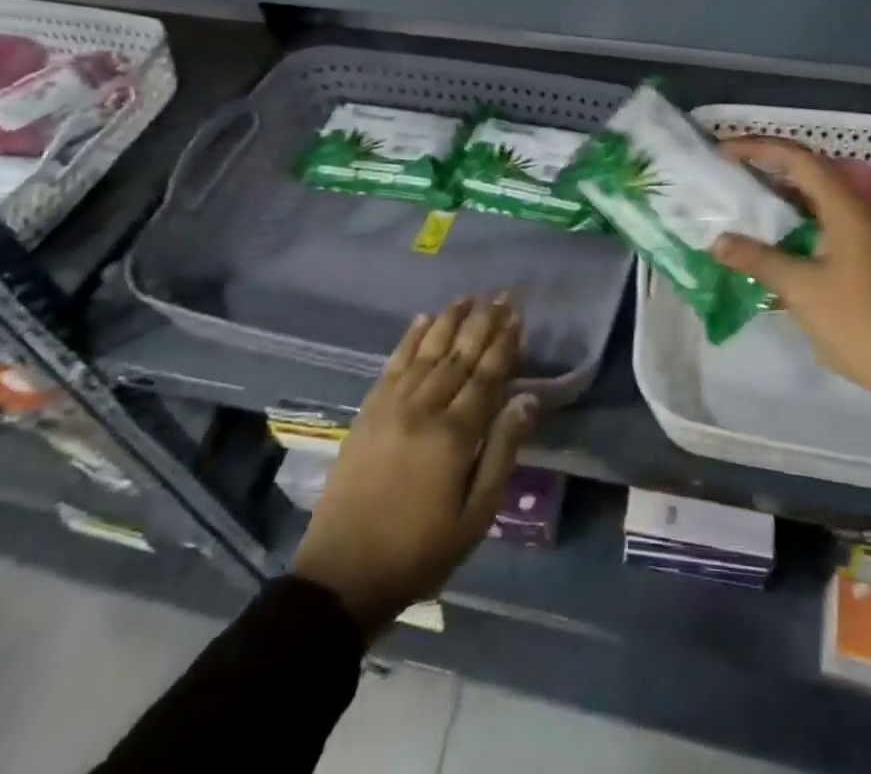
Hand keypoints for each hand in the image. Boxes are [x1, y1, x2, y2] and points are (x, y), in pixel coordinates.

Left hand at [293, 295, 538, 639]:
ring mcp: (391, 407)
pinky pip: (393, 365)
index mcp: (454, 435)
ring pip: (427, 352)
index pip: (486, 376)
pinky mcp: (367, 413)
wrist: (342, 576)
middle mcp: (424, 409)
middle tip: (501, 294)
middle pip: (459, 356)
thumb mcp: (475, 516)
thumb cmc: (420, 552)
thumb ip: (502, 452)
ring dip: (449, 321)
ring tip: (467, 297)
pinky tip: (422, 320)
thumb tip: (527, 398)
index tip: (517, 316)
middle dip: (482, 323)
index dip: (504, 344)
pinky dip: (410, 339)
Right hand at [712, 138, 870, 443]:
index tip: (723, 151)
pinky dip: (791, 219)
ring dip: (779, 191)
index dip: (759, 148)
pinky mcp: (861, 256)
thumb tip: (718, 242)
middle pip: (808, 171)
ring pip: (815, 197)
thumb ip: (758, 259)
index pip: (799, 159)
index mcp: (846, 209)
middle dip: (767, 163)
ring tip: (741, 194)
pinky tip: (768, 235)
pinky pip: (820, 221)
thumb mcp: (801, 289)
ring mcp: (862, 234)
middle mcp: (856, 211)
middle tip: (728, 167)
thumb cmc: (859, 323)